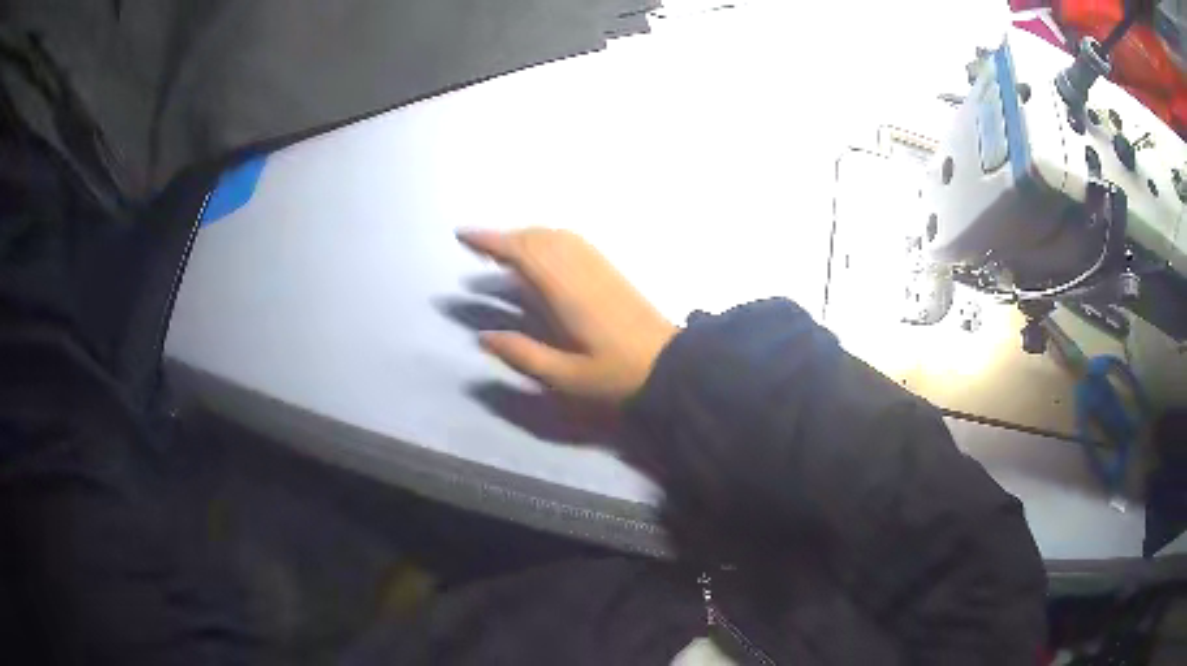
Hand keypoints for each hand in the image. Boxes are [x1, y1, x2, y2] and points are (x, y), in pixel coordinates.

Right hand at [457, 228, 676, 402]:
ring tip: (503, 249)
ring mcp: (599, 266)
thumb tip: (483, 336)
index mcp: (566, 292)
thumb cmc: (618, 375)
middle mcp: (580, 269)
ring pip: (556, 236)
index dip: (490, 241)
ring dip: (526, 235)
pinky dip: (548, 238)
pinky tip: (542, 254)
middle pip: (537, 238)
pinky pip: (573, 242)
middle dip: (503, 237)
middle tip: (477, 246)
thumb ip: (523, 355)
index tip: (463, 235)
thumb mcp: (566, 377)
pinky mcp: (610, 270)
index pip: (522, 253)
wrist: (672, 365)